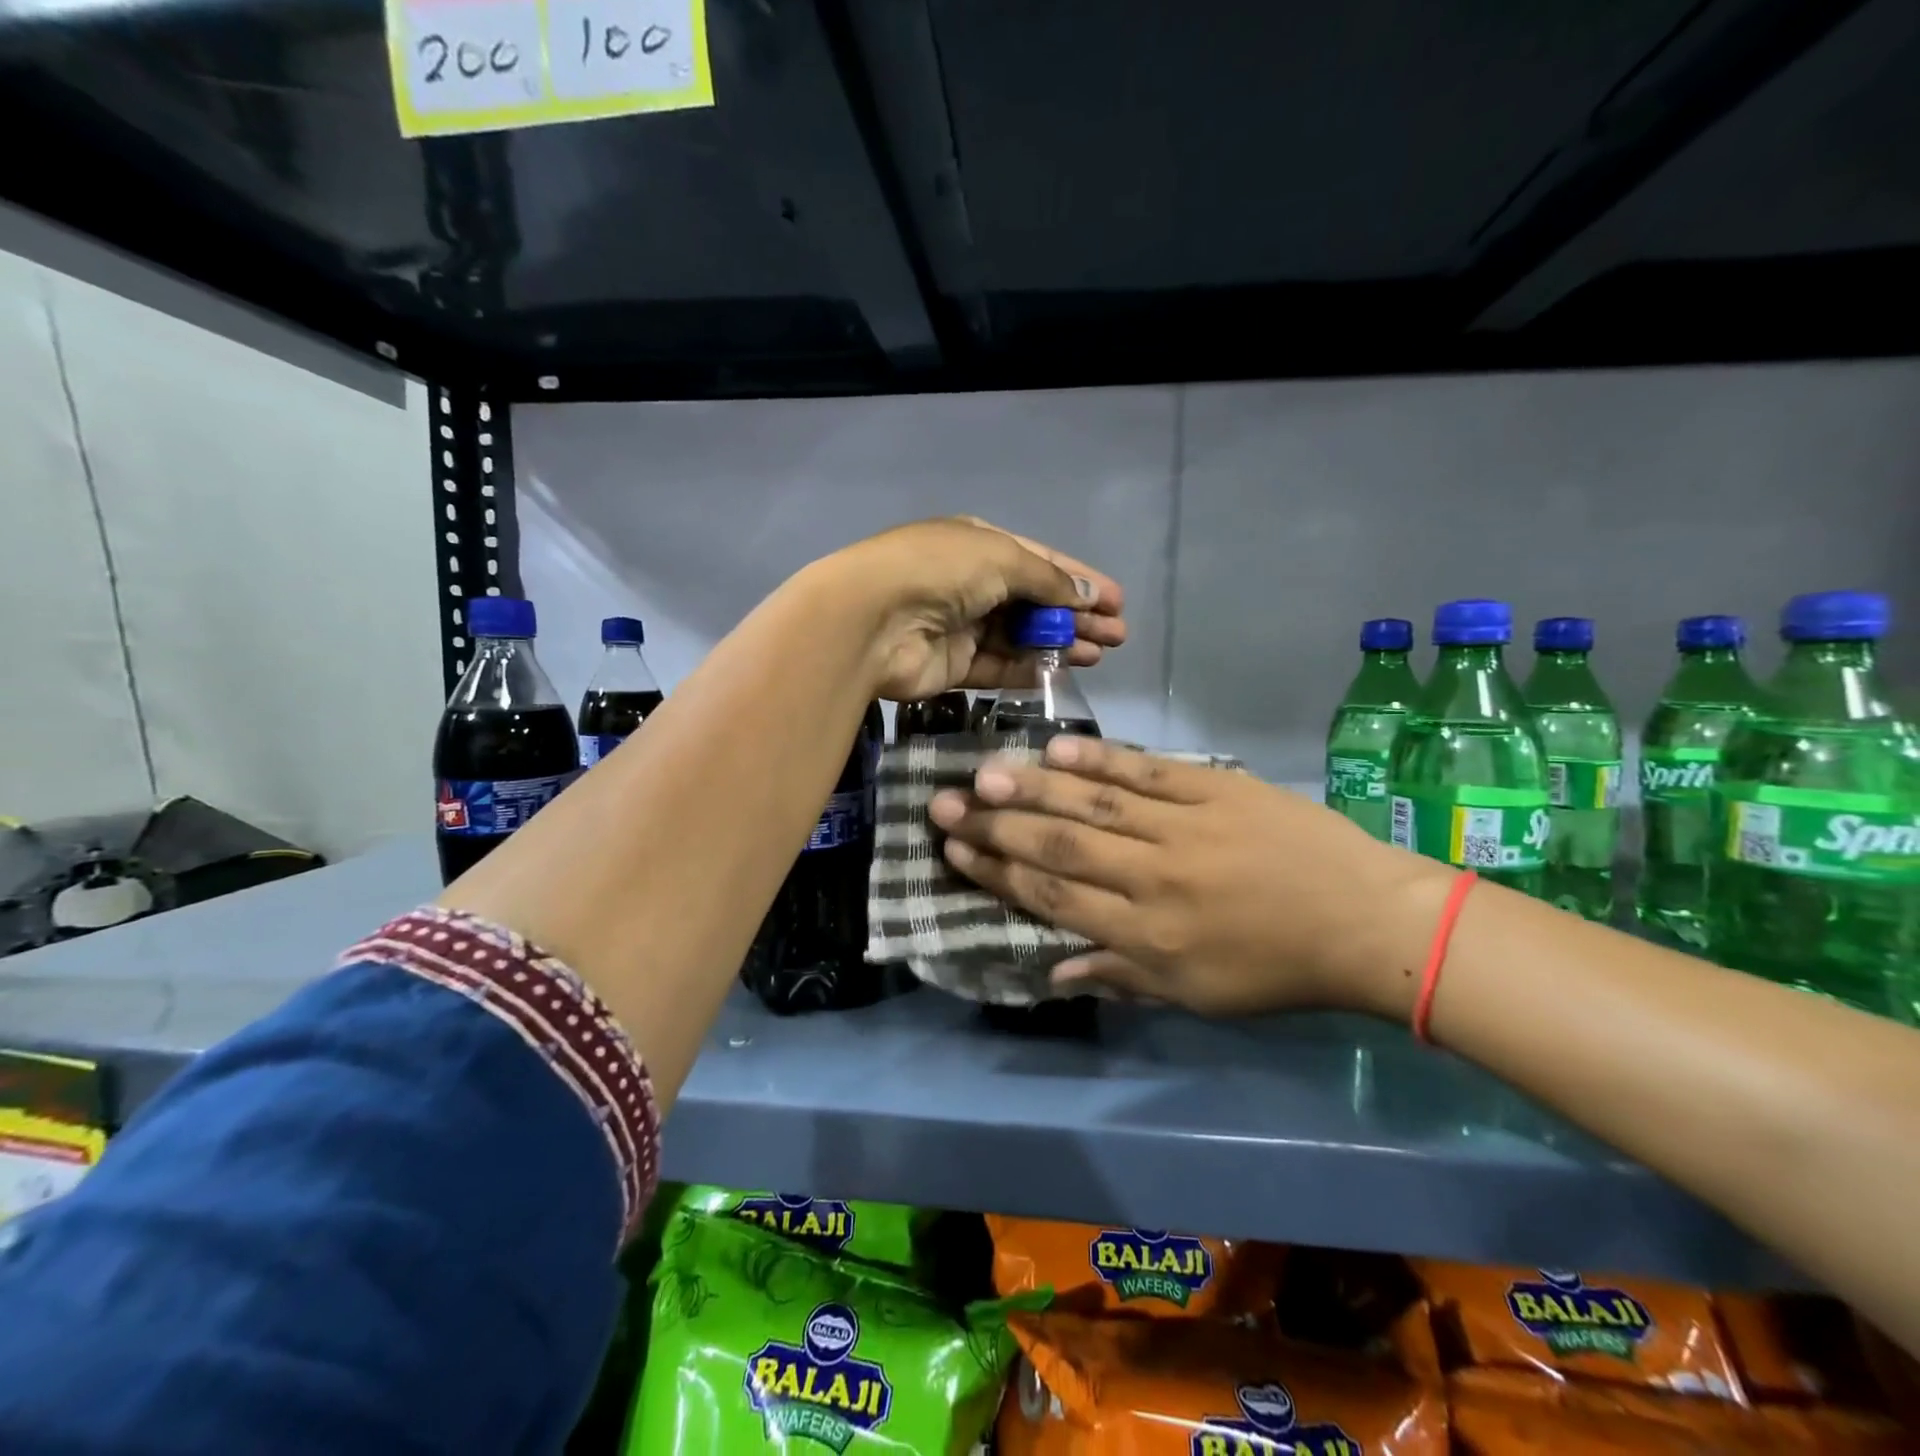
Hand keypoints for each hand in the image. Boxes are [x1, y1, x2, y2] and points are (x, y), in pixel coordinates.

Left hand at [823, 517, 1125, 702]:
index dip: (1079, 580)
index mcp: (978, 544)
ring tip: (1100, 654)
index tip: (1117, 601)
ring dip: (1060, 643)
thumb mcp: (1002, 558)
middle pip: (1033, 601)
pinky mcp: (952, 666)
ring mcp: (960, 626)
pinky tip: (1064, 672)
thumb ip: (1047, 580)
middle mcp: (969, 583)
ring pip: (1020, 636)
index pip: (1039, 561)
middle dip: (1076, 616)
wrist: (872, 620)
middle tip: (1117, 636)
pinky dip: (1030, 669)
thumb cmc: (940, 571)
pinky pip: (999, 667)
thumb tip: (1087, 596)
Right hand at [927, 737, 1454, 1016]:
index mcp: (1146, 936)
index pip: (1053, 897)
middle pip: (1058, 847)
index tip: (955, 851)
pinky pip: (1146, 771)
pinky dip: (1098, 760)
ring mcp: (1184, 827)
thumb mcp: (1196, 995)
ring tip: (982, 773)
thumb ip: (1119, 975)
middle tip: (943, 805)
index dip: (998, 873)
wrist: (1366, 923)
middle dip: (994, 827)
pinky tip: (1055, 750)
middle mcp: (1153, 878)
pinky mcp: (1214, 788)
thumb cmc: (1277, 969)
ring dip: (1032, 789)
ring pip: (1092, 805)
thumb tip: (1051, 971)